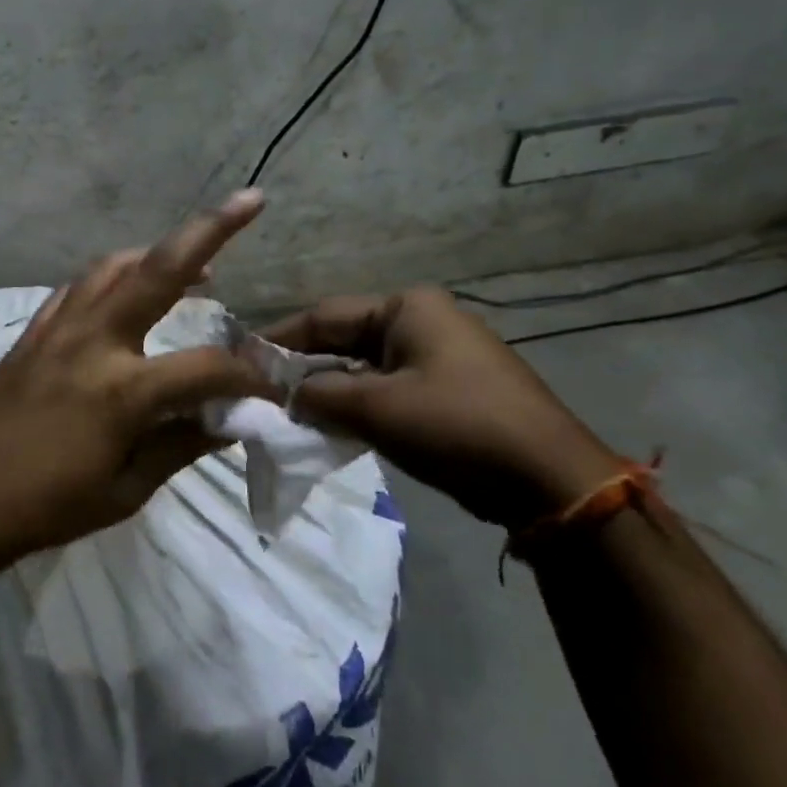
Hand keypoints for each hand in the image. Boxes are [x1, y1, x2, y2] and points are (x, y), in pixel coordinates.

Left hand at [0, 191, 275, 564]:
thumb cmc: (50, 507)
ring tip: (193, 263)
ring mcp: (57, 331)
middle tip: (250, 201)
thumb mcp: (127, 490)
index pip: (208, 368)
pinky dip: (111, 278)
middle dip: (211, 230)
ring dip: (158, 254)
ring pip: (114, 267)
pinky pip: (77, 288)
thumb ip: (182, 445)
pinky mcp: (31, 334)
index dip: (249, 377)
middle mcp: (93, 343)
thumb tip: (230, 419)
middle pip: (159, 270)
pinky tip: (124, 291)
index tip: (270, 389)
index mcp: (123, 390)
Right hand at [263, 288, 622, 526]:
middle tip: (262, 394)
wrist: (546, 477)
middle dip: (304, 368)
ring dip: (329, 390)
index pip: (324, 315)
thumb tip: (285, 393)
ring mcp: (437, 356)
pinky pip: (386, 388)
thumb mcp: (377, 407)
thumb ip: (319, 394)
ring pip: (363, 367)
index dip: (279, 340)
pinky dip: (357, 405)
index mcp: (406, 308)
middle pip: (343, 339)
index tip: (241, 361)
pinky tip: (331, 427)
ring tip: (290, 414)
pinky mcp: (446, 390)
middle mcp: (421, 321)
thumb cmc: (457, 426)